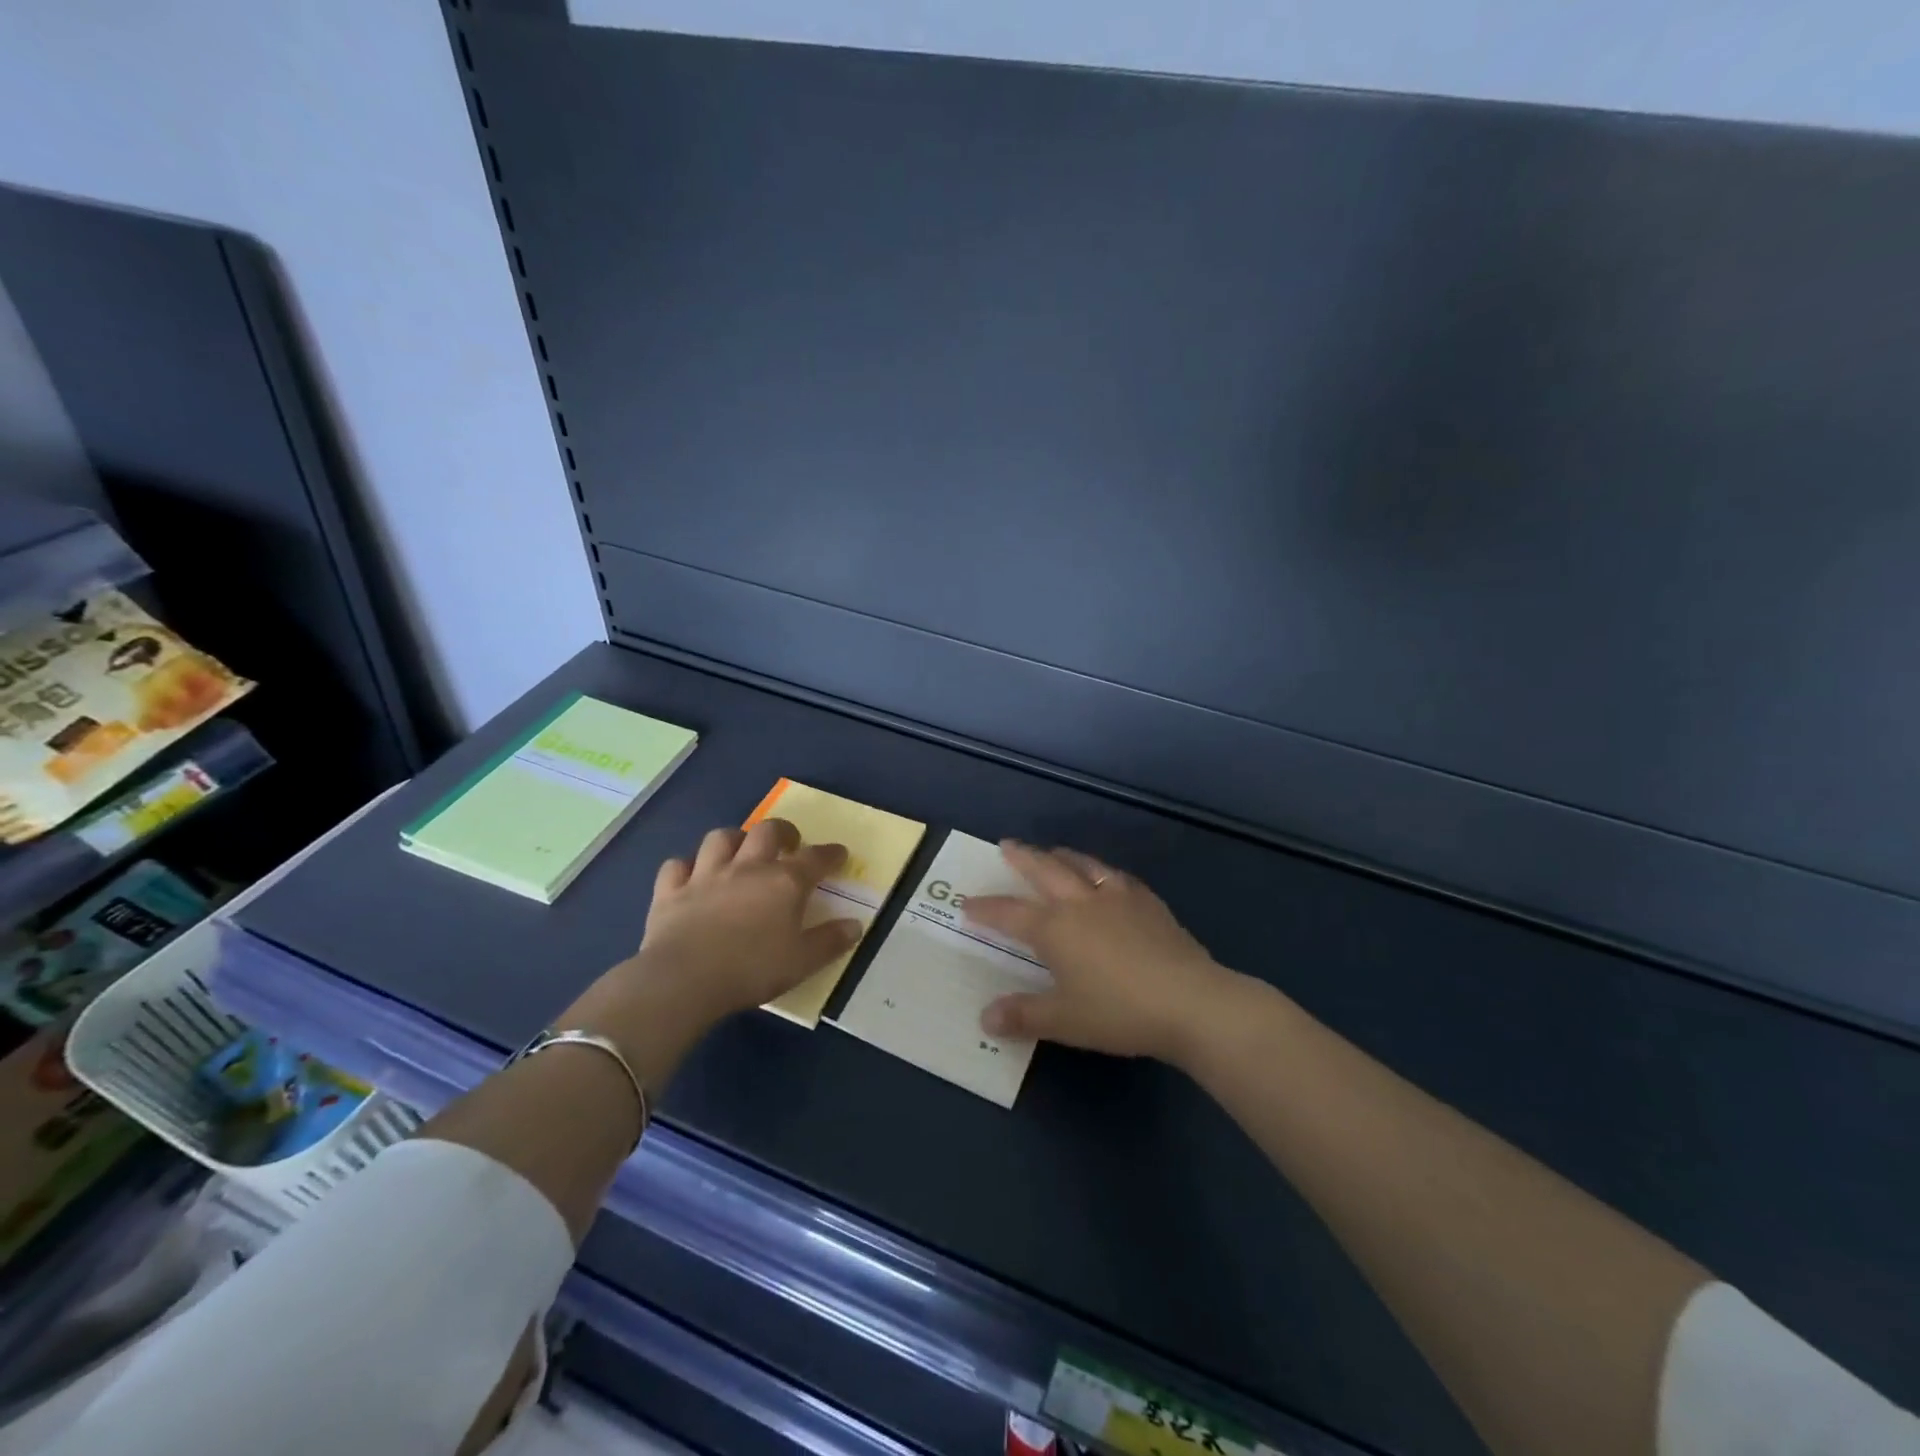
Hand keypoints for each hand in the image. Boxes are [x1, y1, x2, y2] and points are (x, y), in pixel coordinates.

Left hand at [637, 817, 862, 1017]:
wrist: (684, 980)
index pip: (815, 858)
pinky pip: (677, 866)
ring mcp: (705, 875)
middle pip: (767, 831)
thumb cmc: (751, 970)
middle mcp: (747, 868)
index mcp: (784, 883)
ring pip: (720, 838)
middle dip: (782, 831)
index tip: (839, 854)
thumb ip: (830, 942)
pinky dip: (686, 867)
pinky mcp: (670, 891)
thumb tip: (855, 925)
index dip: (831, 854)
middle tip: (788, 844)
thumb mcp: (802, 962)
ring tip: (740, 852)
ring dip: (734, 840)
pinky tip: (691, 876)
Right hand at [964, 841, 1241, 1065]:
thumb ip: (1023, 1016)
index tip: (968, 903)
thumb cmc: (1119, 1012)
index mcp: (1055, 928)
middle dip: (1022, 858)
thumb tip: (985, 1018)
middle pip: (1044, 870)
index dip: (986, 909)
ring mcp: (1118, 898)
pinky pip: (1116, 877)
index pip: (1010, 913)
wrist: (1189, 1002)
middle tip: (1006, 845)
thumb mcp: (1064, 1020)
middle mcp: (1081, 903)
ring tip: (1052, 852)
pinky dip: (1100, 871)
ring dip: (1061, 855)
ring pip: (1082, 865)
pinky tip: (1105, 877)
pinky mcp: (1148, 902)